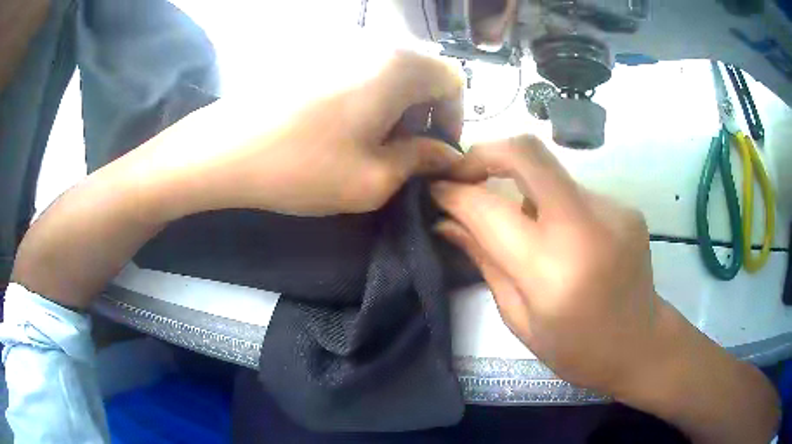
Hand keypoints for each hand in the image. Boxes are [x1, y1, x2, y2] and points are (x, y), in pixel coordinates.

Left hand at [135, 51, 463, 217]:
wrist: (223, 150)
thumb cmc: (302, 166)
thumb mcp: (375, 178)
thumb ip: (423, 161)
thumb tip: (449, 157)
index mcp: (398, 67)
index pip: (453, 81)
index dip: (453, 118)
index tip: (434, 151)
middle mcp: (374, 47)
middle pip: (422, 75)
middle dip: (423, 115)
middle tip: (402, 154)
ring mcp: (339, 49)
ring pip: (390, 76)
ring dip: (394, 110)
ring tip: (369, 145)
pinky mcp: (313, 58)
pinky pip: (359, 74)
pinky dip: (366, 101)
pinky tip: (340, 130)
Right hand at [430, 135, 664, 394]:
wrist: (640, 344)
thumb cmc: (575, 348)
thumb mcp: (519, 318)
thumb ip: (484, 260)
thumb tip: (445, 221)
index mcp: (552, 268)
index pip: (488, 208)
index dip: (453, 193)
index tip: (436, 190)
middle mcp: (587, 225)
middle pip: (526, 152)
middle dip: (484, 153)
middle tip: (464, 174)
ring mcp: (612, 209)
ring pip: (550, 173)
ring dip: (522, 188)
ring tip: (523, 227)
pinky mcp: (625, 206)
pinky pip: (574, 192)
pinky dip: (554, 205)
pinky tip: (562, 239)